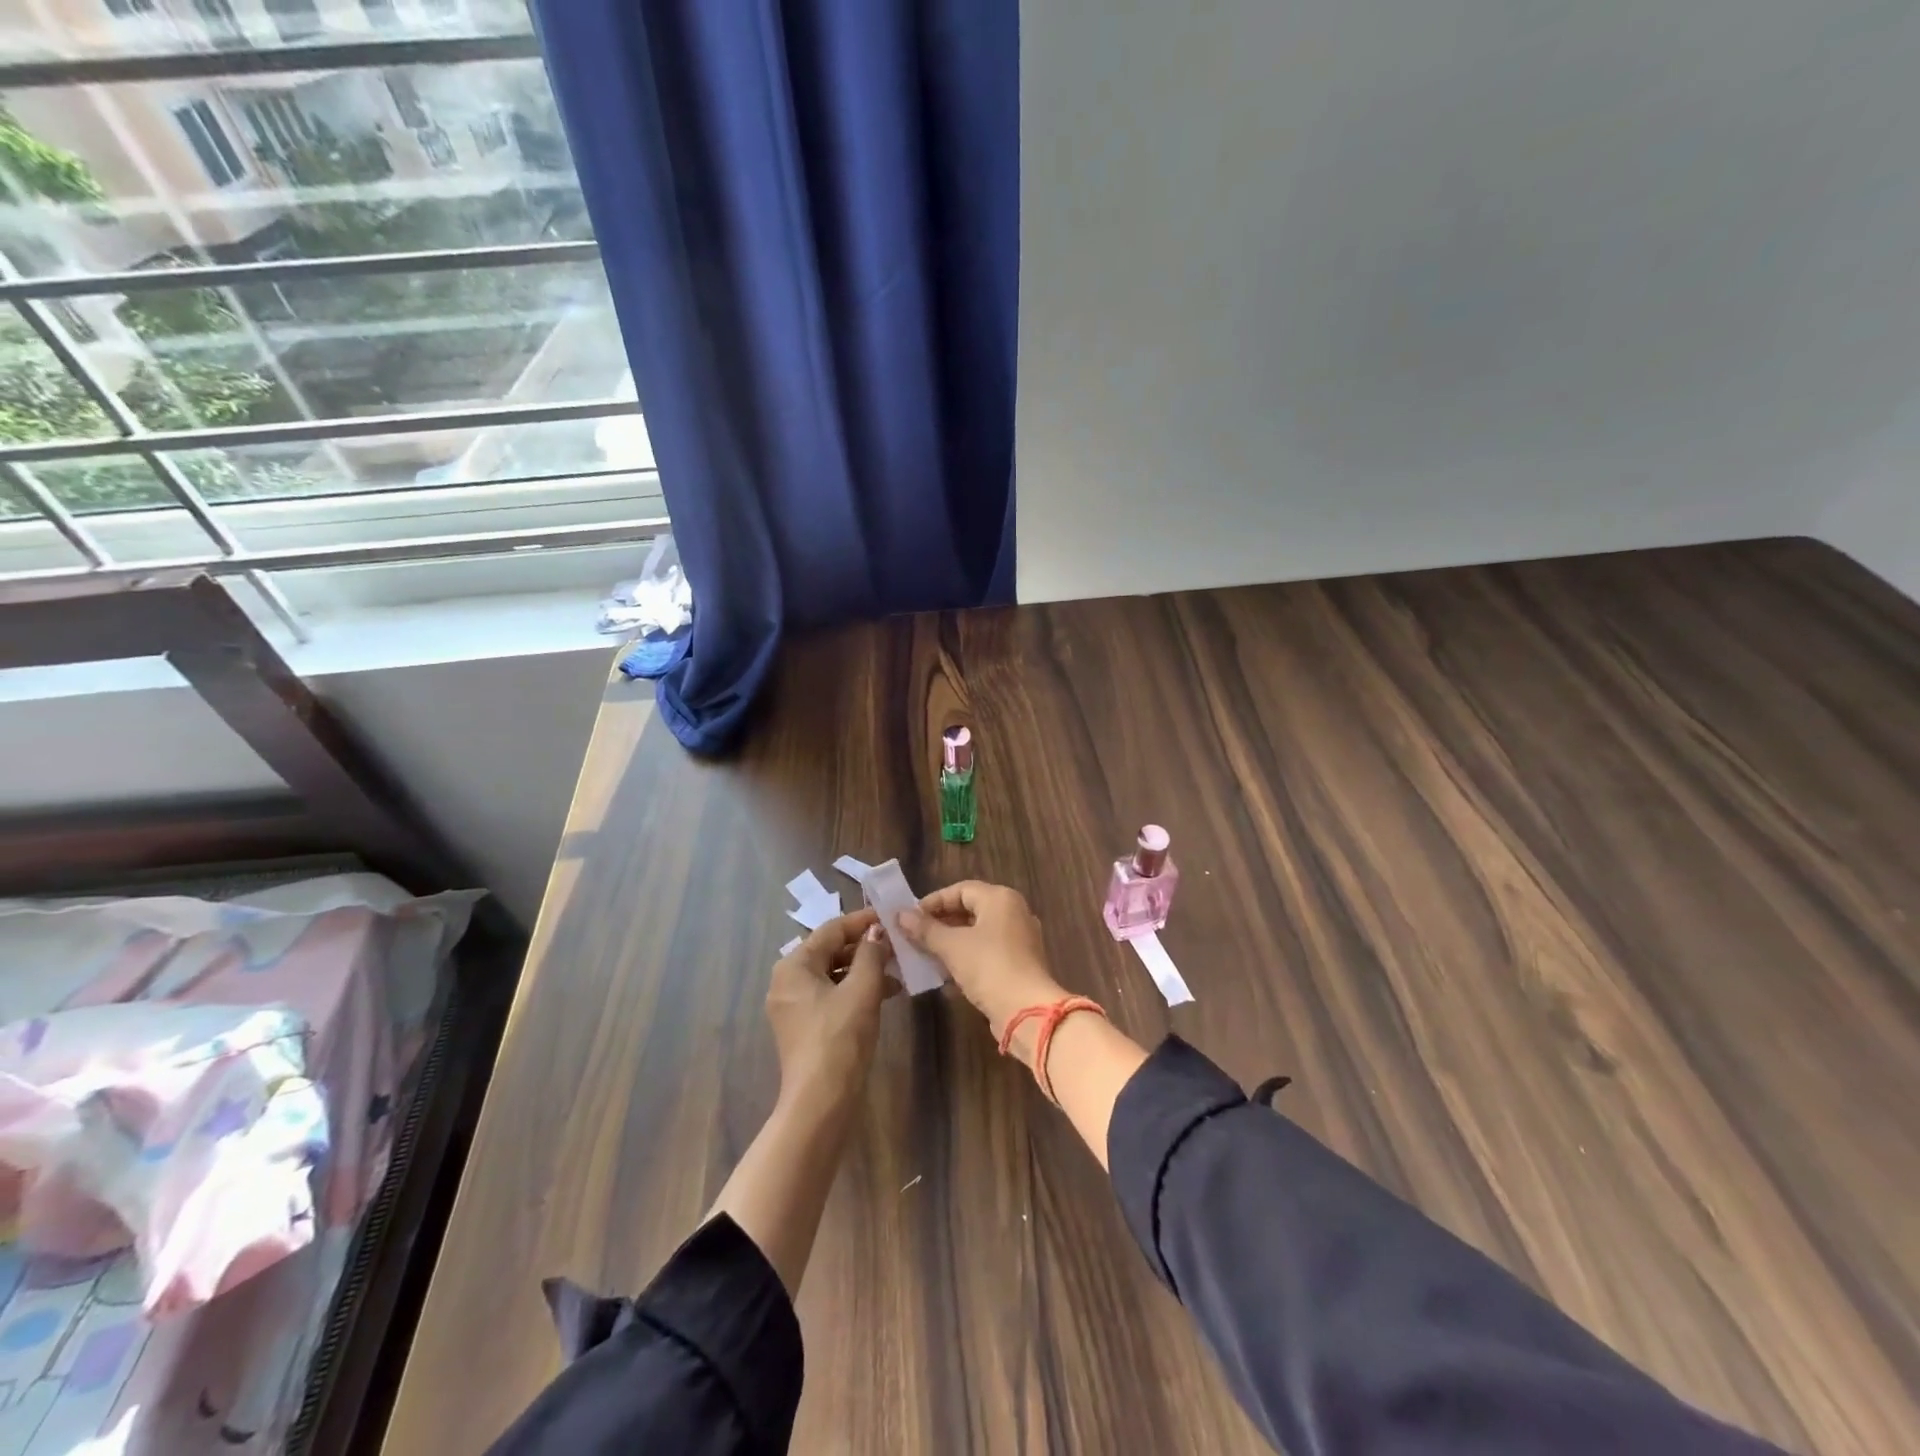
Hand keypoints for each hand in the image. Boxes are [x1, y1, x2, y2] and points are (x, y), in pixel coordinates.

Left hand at [766, 909, 895, 1113]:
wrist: (821, 1101)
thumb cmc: (840, 1036)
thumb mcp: (862, 989)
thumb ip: (871, 953)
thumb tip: (877, 932)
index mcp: (794, 965)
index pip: (832, 930)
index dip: (863, 922)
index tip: (891, 918)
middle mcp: (787, 981)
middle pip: (830, 951)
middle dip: (865, 948)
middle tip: (897, 945)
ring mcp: (793, 1006)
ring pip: (833, 974)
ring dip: (864, 970)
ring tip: (897, 972)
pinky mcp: (804, 1026)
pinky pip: (831, 995)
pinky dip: (855, 991)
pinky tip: (885, 994)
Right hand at [896, 881, 1065, 1048]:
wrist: (1027, 1011)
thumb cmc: (989, 967)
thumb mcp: (952, 946)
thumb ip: (925, 929)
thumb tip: (900, 915)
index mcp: (1000, 899)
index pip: (960, 890)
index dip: (933, 902)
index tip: (909, 918)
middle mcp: (1014, 913)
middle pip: (970, 910)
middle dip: (940, 924)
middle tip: (914, 937)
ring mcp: (1019, 939)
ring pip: (977, 934)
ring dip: (950, 944)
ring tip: (924, 955)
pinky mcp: (1019, 964)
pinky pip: (987, 953)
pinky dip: (966, 959)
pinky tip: (945, 976)